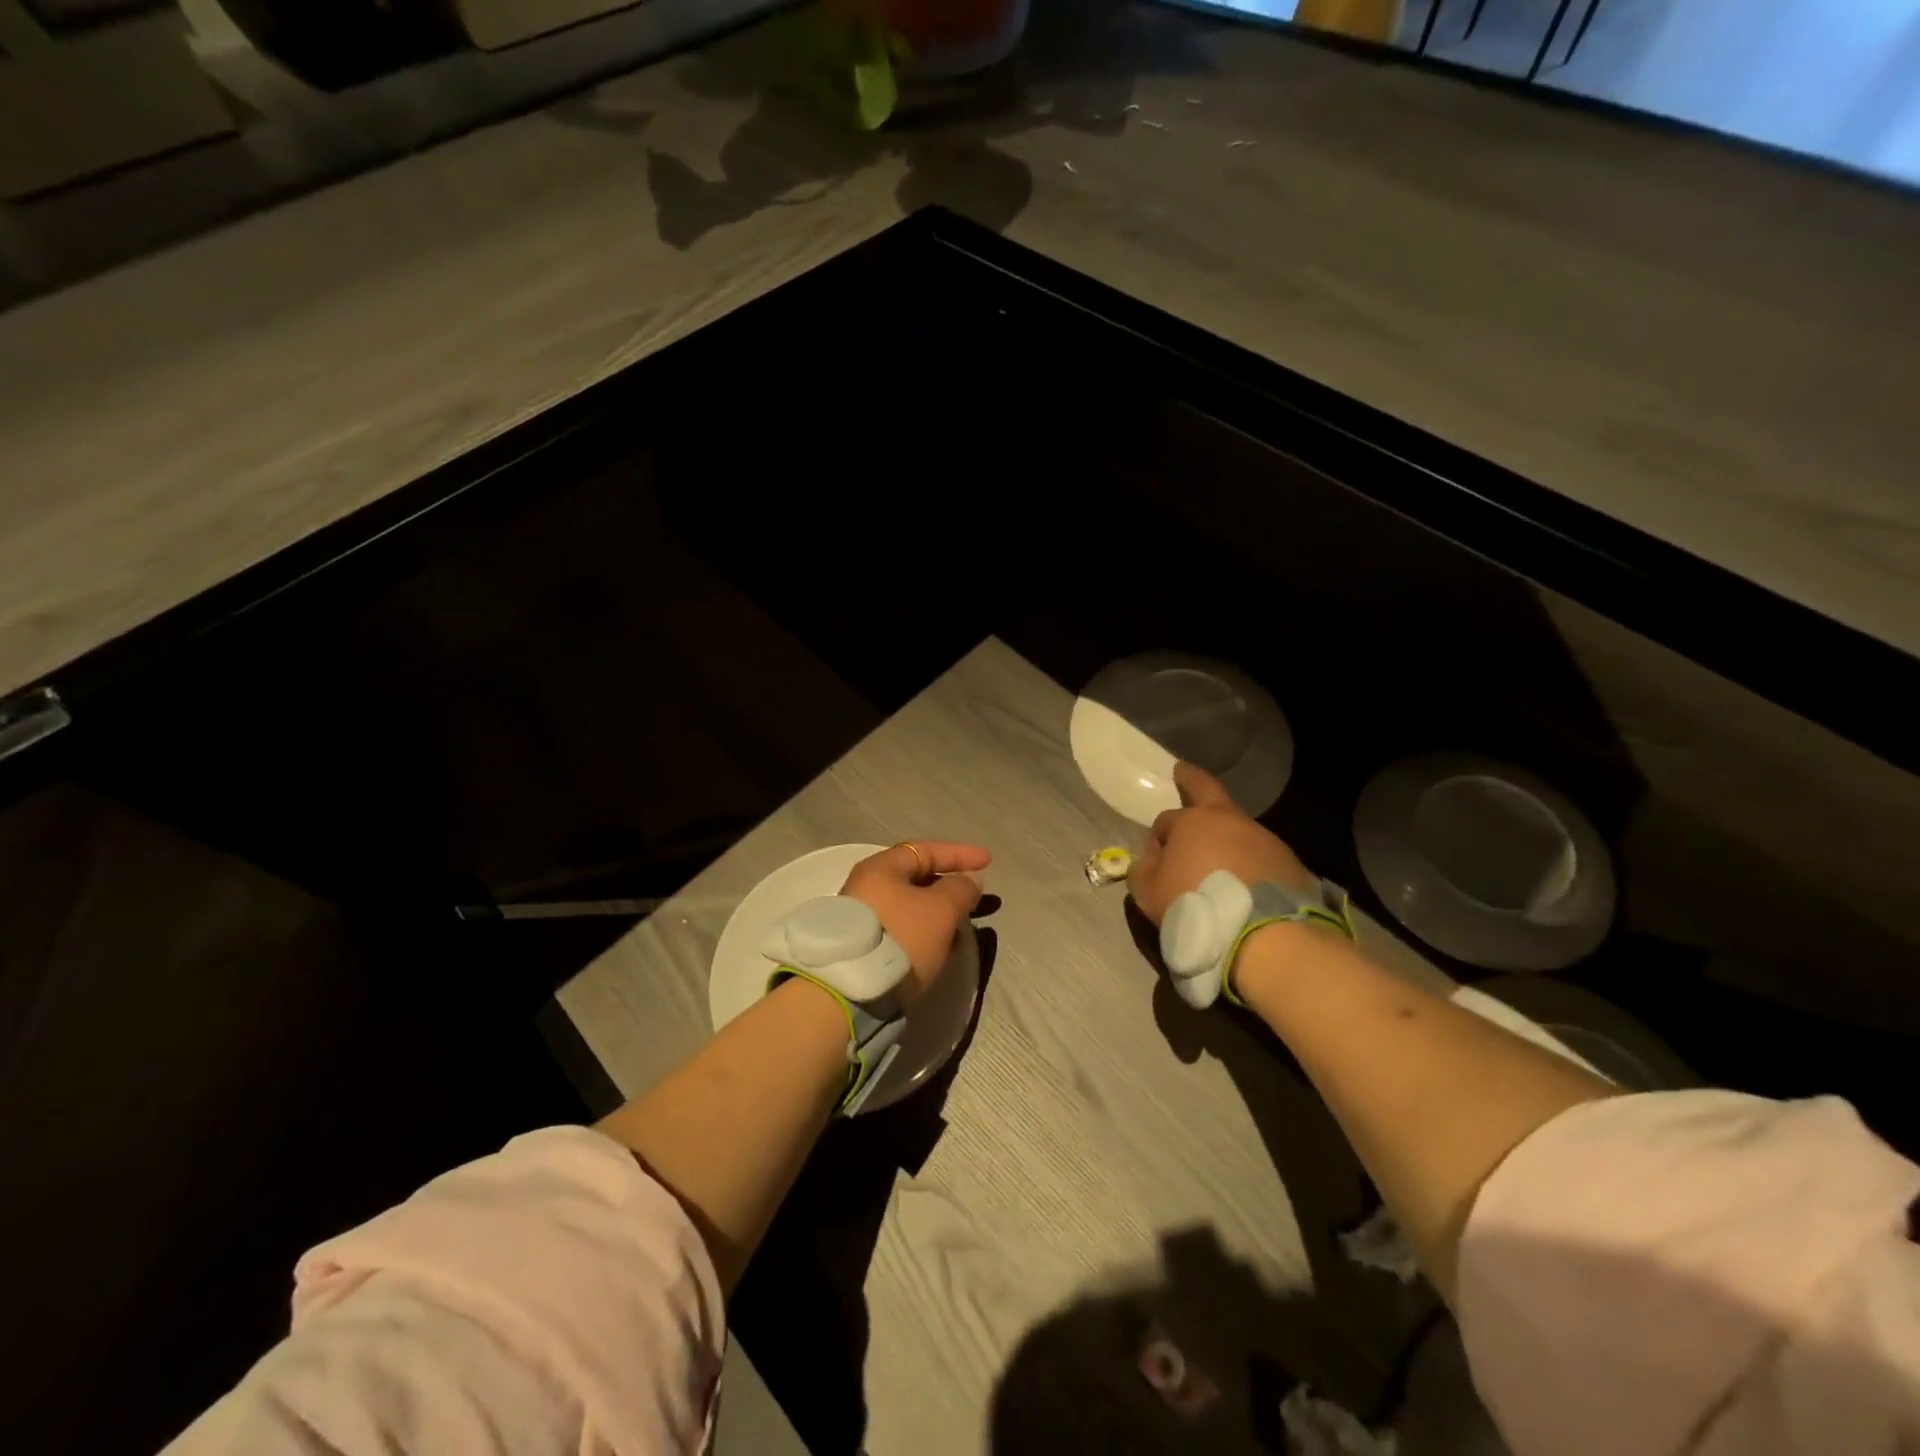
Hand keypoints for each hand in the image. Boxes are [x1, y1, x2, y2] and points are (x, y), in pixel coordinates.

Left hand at [840, 841, 988, 1006]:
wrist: (852, 991)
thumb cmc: (901, 937)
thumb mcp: (941, 909)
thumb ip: (961, 888)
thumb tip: (968, 880)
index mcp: (881, 867)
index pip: (926, 850)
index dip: (959, 854)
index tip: (988, 861)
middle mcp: (866, 886)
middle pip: (915, 877)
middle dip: (949, 884)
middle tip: (974, 896)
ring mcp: (862, 916)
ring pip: (910, 905)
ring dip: (938, 910)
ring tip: (962, 925)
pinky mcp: (864, 944)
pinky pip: (902, 926)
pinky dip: (924, 929)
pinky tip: (940, 945)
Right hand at [1128, 763, 1312, 925]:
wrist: (1264, 935)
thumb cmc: (1195, 906)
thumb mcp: (1149, 893)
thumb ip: (1144, 870)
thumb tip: (1152, 860)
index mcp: (1192, 822)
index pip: (1166, 820)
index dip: (1158, 839)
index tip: (1156, 862)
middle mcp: (1230, 820)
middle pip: (1208, 789)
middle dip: (1192, 779)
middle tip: (1183, 771)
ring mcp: (1264, 839)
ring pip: (1238, 830)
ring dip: (1228, 840)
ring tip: (1222, 866)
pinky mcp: (1290, 863)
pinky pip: (1263, 859)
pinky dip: (1252, 866)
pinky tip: (1248, 888)